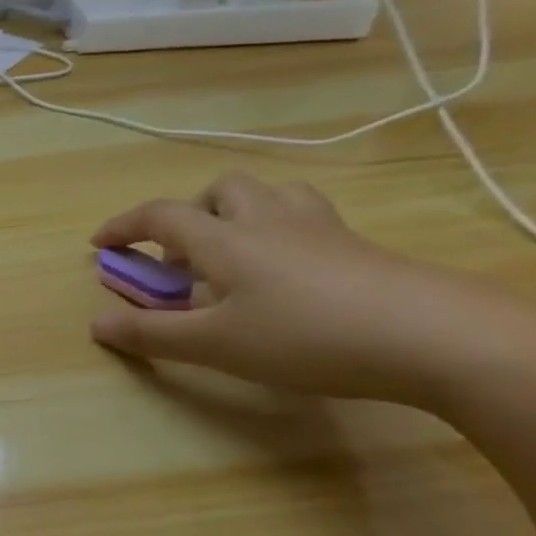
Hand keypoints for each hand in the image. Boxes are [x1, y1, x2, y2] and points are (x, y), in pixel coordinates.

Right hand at [88, 173, 523, 405]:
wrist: (441, 336)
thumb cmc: (307, 336)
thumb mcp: (216, 345)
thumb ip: (151, 334)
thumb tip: (95, 325)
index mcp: (223, 239)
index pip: (159, 216)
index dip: (124, 226)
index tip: (100, 245)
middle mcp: (267, 222)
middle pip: (223, 190)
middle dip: (192, 211)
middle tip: (184, 253)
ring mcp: (321, 231)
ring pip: (273, 195)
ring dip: (241, 212)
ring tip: (237, 253)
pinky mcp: (363, 250)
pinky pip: (309, 222)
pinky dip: (285, 234)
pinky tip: (291, 275)